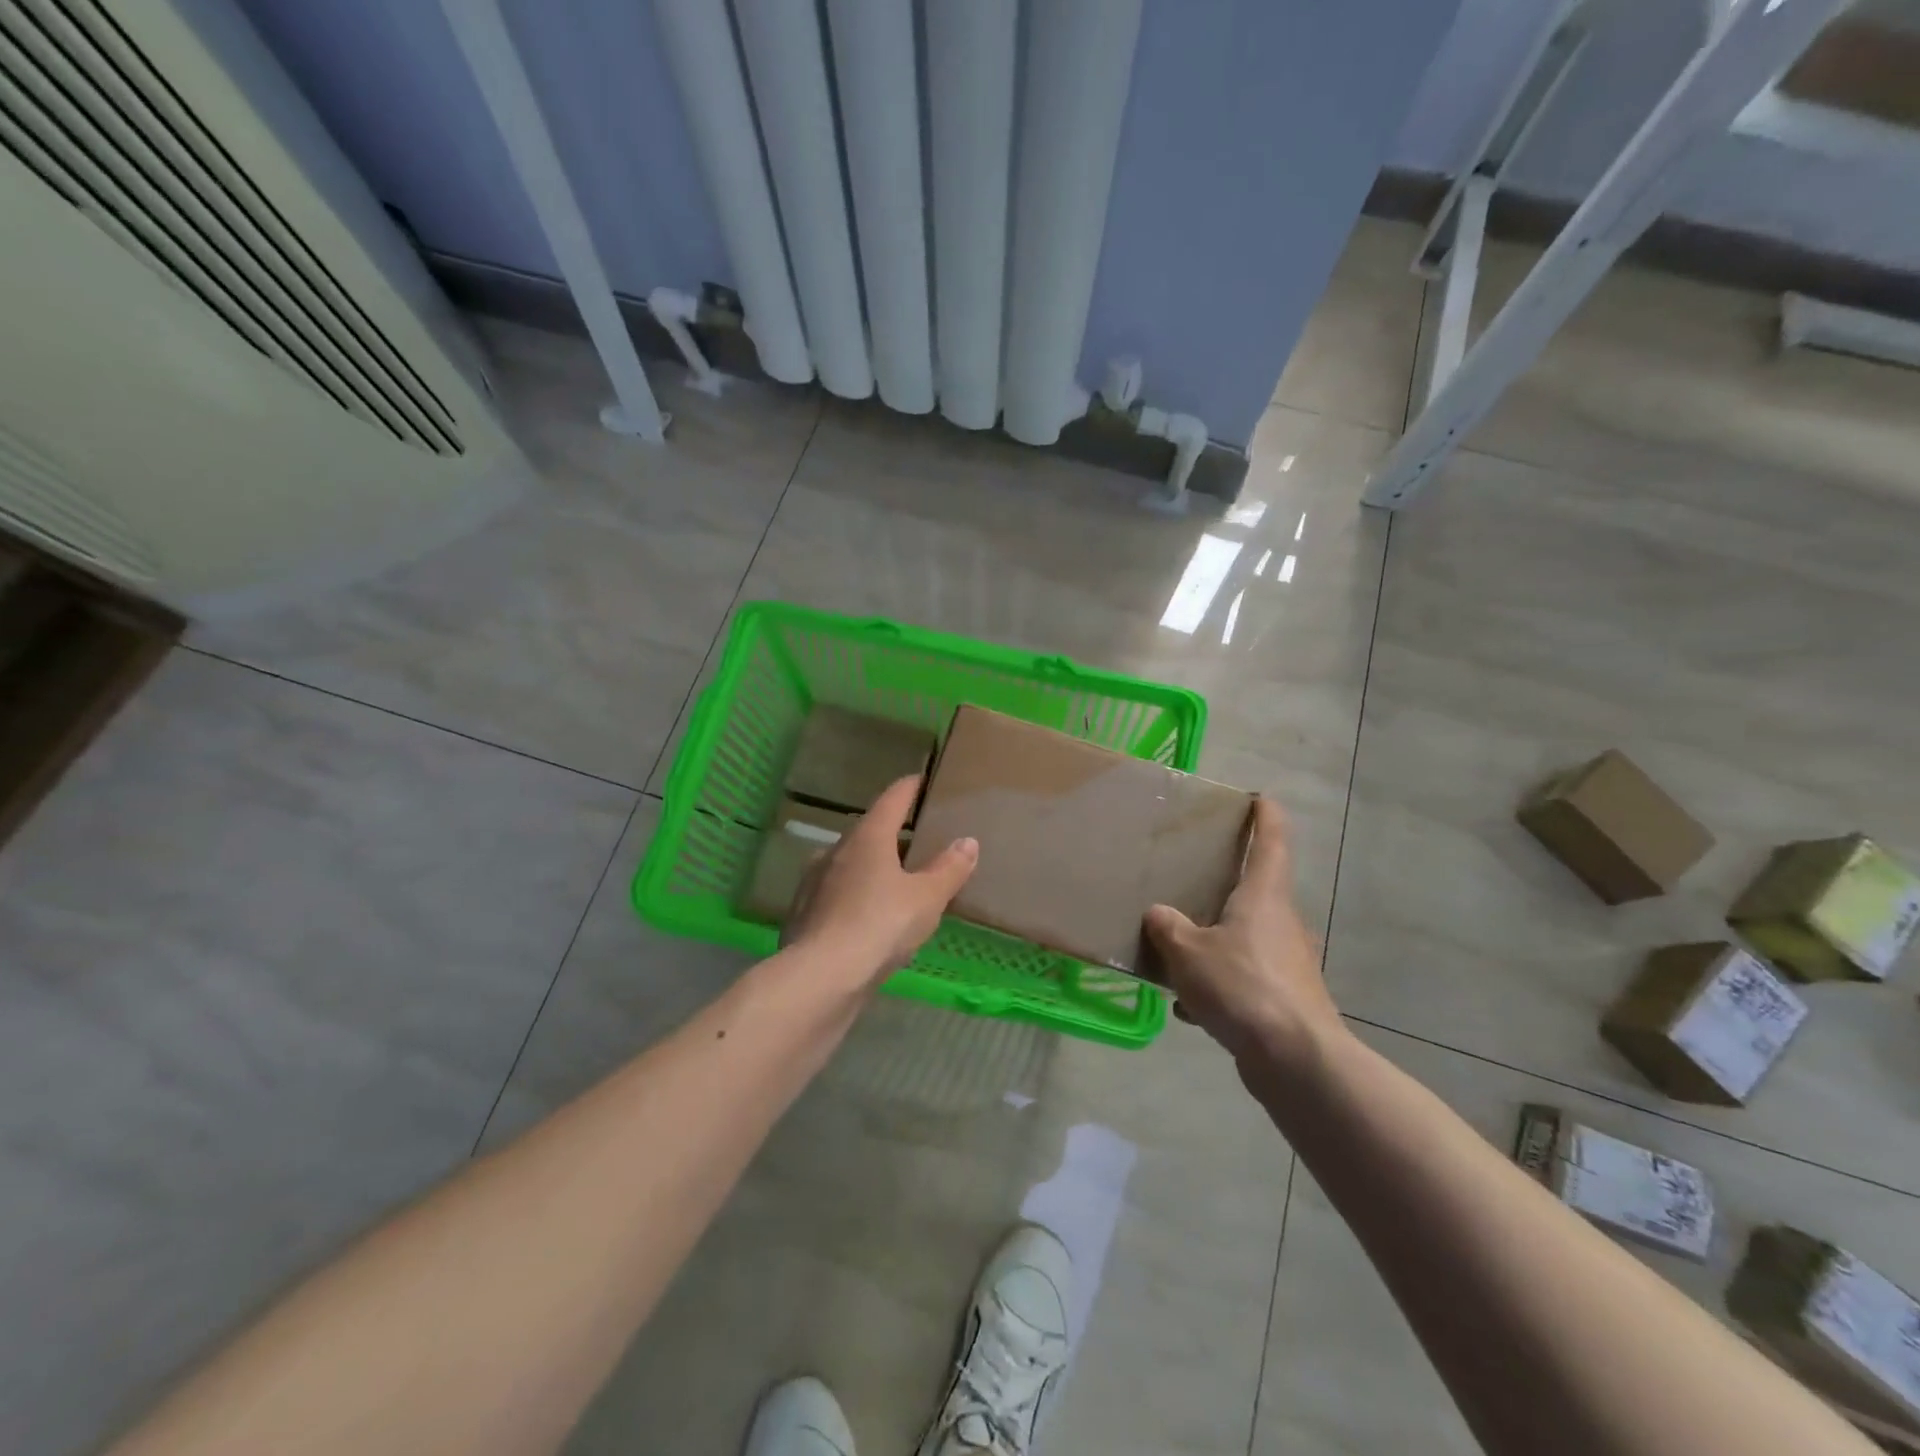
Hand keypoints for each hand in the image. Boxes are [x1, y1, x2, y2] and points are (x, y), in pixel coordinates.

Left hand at [783, 776, 978, 983]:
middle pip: (868, 830)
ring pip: (849, 863)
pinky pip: (836, 893)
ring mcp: (814, 881)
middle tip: (916, 839)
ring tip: (894, 879)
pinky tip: (866, 915)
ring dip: (870, 865)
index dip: (909, 788)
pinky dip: (854, 895)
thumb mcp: (926, 899)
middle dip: (891, 832)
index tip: (922, 780)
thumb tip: (968, 841)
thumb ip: (948, 869)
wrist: (820, 977)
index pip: (892, 799)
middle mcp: (836, 850)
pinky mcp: (804, 912)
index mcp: (868, 837)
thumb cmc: (880, 926)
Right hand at [1142, 797, 1341, 1068]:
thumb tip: (1159, 915)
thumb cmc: (1243, 986)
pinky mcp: (1285, 999)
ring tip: (1178, 953)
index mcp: (1264, 897)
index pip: (1272, 842)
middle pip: (1258, 891)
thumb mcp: (1188, 952)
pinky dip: (1219, 985)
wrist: (1295, 1059)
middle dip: (1229, 885)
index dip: (1266, 817)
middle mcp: (1281, 923)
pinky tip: (1189, 1008)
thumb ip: (1168, 928)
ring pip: (1245, 939)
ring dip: (1217, 943)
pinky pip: (1244, 979)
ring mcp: (1287, 963)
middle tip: (1195, 879)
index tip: (1261, 798)